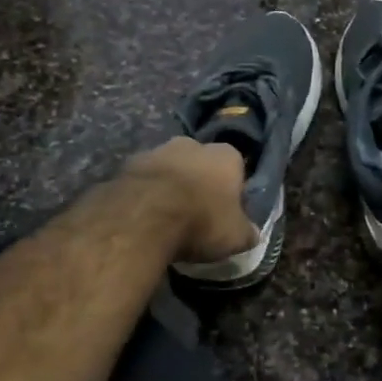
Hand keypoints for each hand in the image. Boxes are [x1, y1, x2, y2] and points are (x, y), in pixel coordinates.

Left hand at [121, 136, 259, 264]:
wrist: (143, 218)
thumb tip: (253, 233)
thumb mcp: (235, 236)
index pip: (236, 168)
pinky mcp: (128, 164)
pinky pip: (144, 180)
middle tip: (196, 213)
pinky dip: (145, 193)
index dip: (232, 190)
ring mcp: (157, 151)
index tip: (226, 212)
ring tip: (167, 217)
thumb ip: (247, 232)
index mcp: (226, 155)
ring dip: (170, 186)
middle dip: (199, 182)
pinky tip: (144, 217)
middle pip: (201, 163)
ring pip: (170, 168)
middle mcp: (193, 144)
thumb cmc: (201, 221)